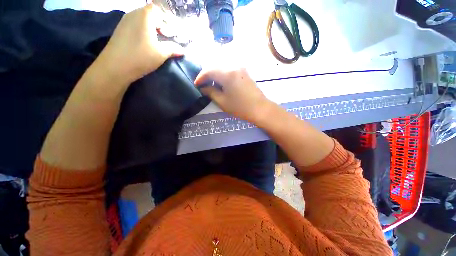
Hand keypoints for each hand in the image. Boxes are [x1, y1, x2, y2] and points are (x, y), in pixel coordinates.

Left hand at [94, 4, 182, 84]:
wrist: (115, 66)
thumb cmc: (141, 56)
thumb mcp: (161, 53)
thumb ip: (173, 49)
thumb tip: (182, 50)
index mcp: (145, 15)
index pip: (158, 10)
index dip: (167, 19)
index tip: (172, 32)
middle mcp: (133, 13)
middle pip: (150, 14)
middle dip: (160, 24)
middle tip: (167, 37)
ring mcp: (125, 21)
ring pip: (142, 20)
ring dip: (151, 29)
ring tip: (158, 42)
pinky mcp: (120, 30)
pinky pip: (135, 25)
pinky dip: (143, 31)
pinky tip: (146, 43)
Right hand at [194, 68, 272, 122]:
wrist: (260, 109)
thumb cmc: (240, 107)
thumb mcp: (222, 101)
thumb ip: (210, 92)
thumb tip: (203, 88)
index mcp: (227, 73)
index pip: (208, 70)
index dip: (200, 77)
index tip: (196, 84)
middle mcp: (233, 66)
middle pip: (215, 66)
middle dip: (207, 75)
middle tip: (203, 84)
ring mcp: (240, 68)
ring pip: (222, 67)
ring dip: (215, 74)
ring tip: (211, 84)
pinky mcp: (244, 72)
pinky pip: (229, 69)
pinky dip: (223, 75)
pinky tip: (221, 83)